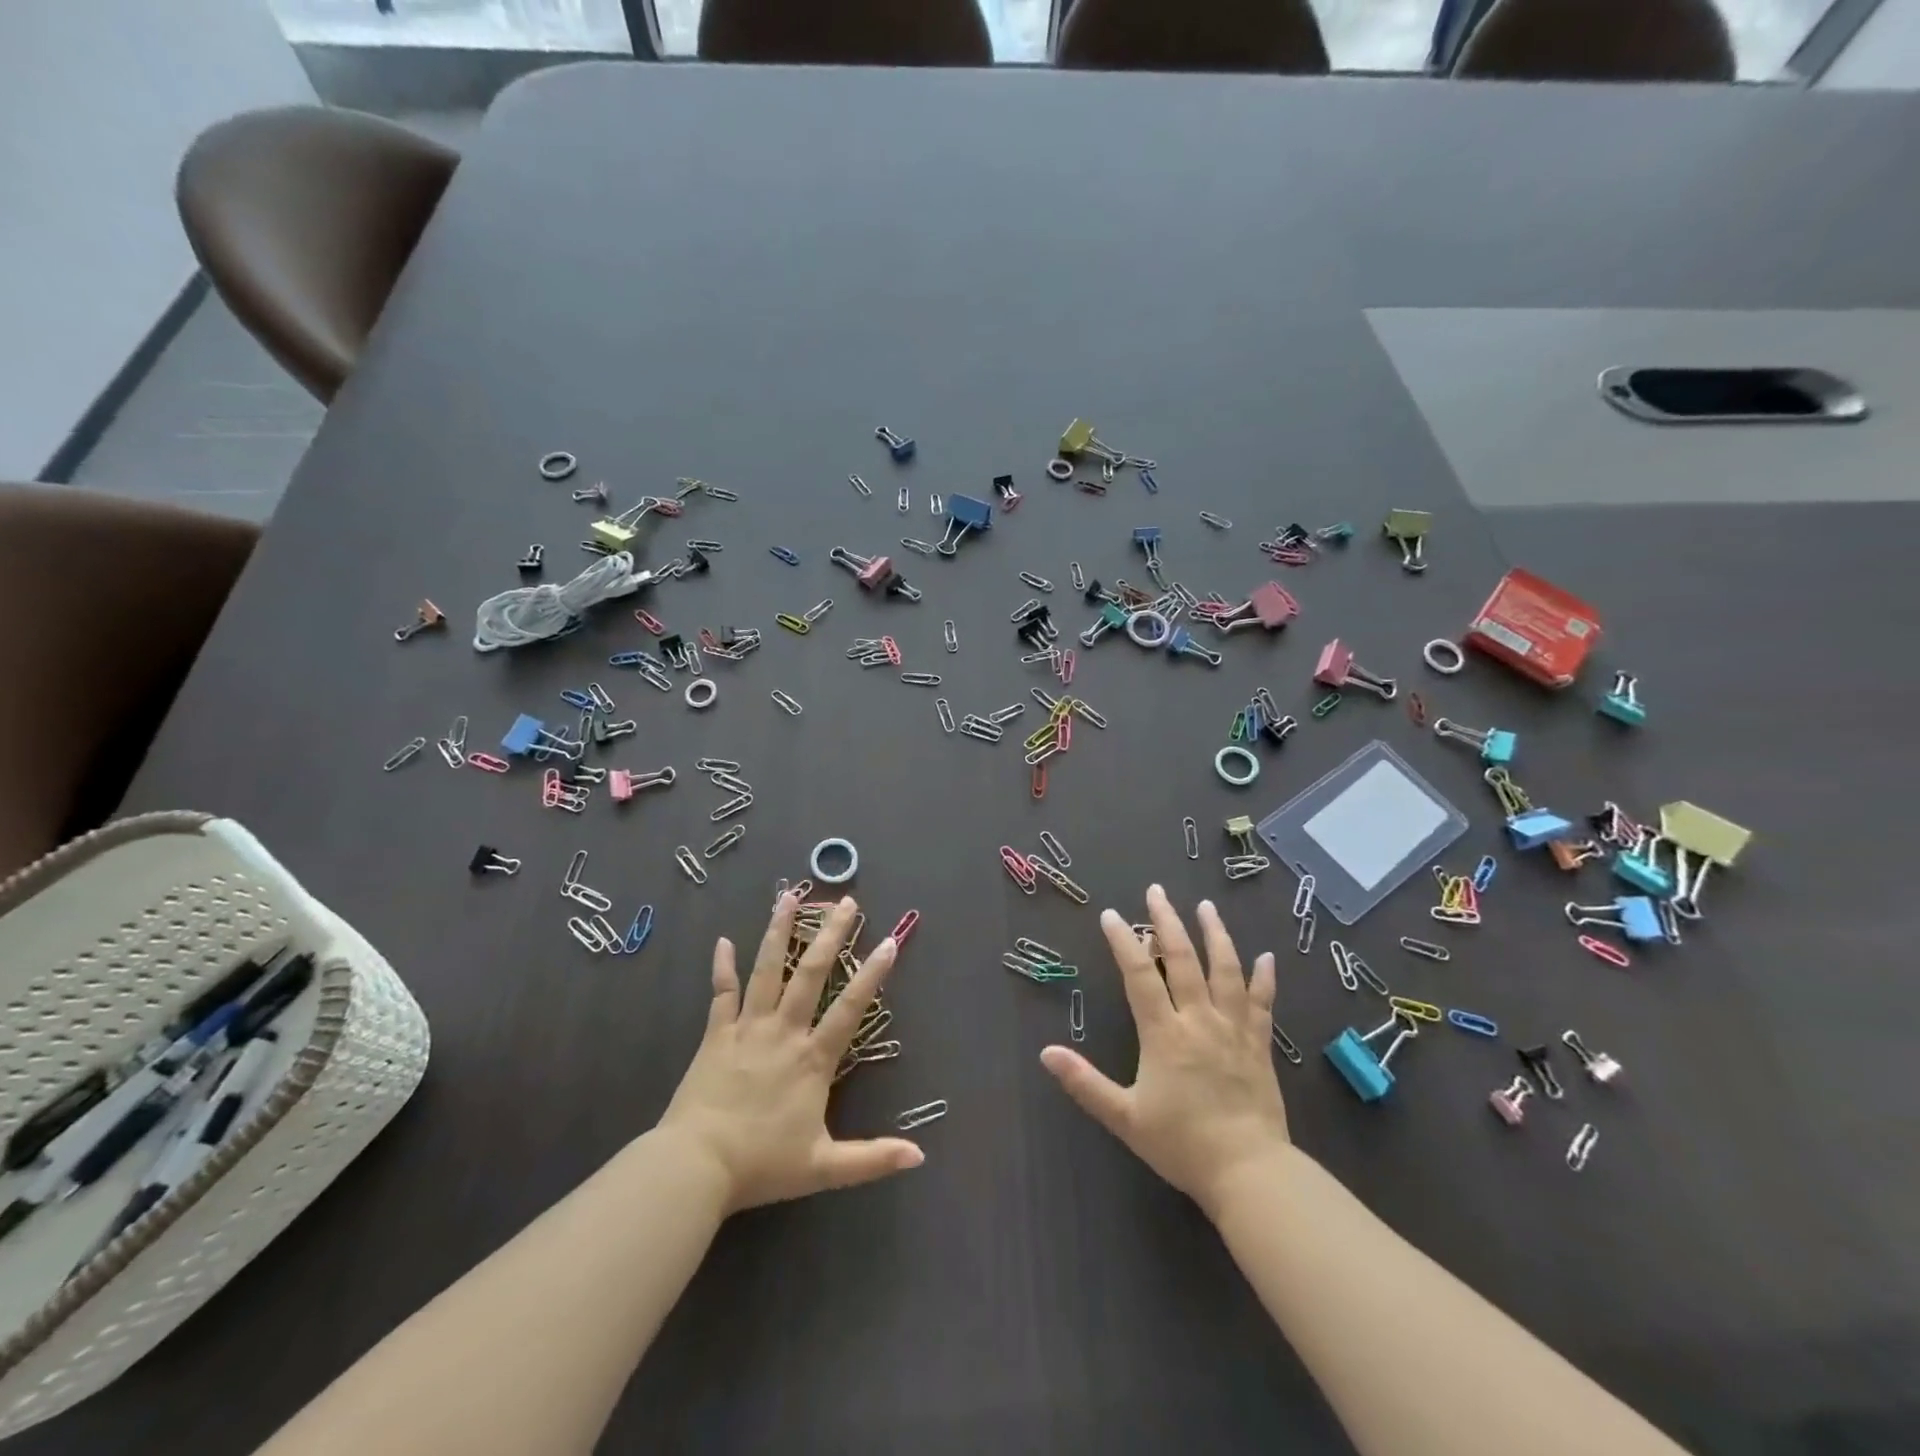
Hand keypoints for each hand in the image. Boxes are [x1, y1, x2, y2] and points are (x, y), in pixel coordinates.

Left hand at [658, 893, 923, 1212]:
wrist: (695, 1167)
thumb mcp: (823, 1168)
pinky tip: (722, 940)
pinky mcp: (716, 1034)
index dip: (871, 975)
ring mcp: (747, 1028)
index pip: (849, 1009)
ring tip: (789, 897)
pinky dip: (722, 967)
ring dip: (778, 931)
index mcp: (812, 1059)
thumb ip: (872, 1159)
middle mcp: (784, 1031)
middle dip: (830, 935)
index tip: (889, 941)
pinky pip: (721, 993)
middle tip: (845, 902)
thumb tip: (920, 1158)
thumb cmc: (761, 1165)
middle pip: (810, 973)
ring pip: (767, 969)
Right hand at [1041, 885, 1289, 1218]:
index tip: (1111, 915)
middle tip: (1157, 892)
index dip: (1124, 942)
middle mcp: (1199, 1020)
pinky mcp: (1259, 1045)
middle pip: (1184, 959)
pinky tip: (1267, 957)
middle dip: (1168, 922)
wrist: (1250, 1173)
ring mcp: (1234, 1029)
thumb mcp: (1125, 1118)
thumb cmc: (1182, 1144)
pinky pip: (1262, 1004)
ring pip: (1225, 970)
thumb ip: (1085, 1083)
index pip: (1140, 975)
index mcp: (1164, 1033)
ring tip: (1207, 907)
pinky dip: (1264, 978)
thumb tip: (1046, 1053)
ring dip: (1215, 935)